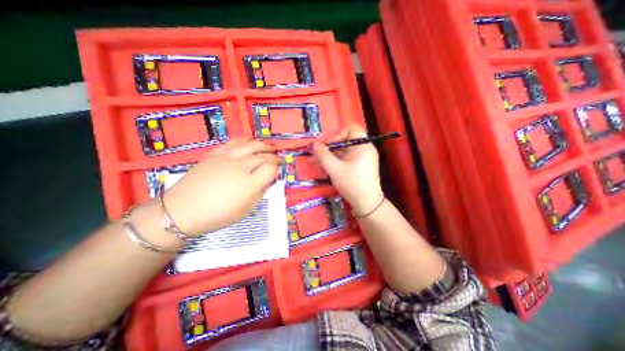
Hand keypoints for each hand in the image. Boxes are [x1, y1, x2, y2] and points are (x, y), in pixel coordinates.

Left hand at [160, 138, 279, 234]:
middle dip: (274, 155)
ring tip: (269, 146)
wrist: (183, 210)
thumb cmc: (218, 214)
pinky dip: (246, 140)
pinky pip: (234, 142)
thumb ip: (260, 192)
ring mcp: (226, 158)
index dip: (277, 168)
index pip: (271, 168)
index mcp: (249, 184)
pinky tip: (250, 141)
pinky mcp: (215, 154)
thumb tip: (268, 179)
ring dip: (263, 144)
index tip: (278, 170)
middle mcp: (240, 167)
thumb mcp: (246, 209)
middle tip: (278, 157)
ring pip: (250, 144)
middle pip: (263, 155)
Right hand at [311, 125, 383, 214]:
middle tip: (315, 155)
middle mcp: (364, 149)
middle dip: (329, 148)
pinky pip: (345, 160)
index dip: (338, 135)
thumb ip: (322, 155)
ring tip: (314, 162)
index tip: (328, 146)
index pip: (351, 129)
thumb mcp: (334, 169)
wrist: (367, 204)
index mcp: (363, 146)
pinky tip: (323, 167)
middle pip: (345, 141)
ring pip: (343, 152)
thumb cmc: (352, 184)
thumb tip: (312, 144)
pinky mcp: (359, 167)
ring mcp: (362, 159)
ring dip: (329, 156)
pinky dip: (335, 162)